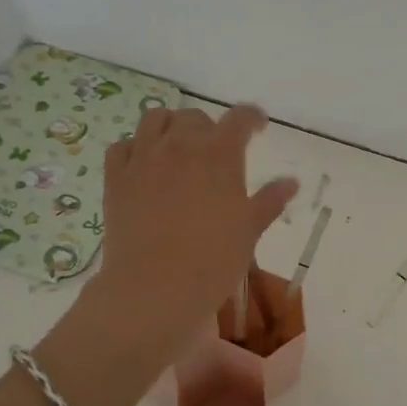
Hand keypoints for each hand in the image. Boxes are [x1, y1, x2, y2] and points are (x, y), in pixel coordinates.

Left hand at [94, 105, 296, 346]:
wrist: (155, 288)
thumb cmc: (213, 261)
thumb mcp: (249, 230)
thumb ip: (269, 201)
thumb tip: (291, 182)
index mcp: (219, 154)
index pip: (240, 118)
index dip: (252, 118)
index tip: (258, 128)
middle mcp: (180, 145)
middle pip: (195, 117)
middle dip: (210, 127)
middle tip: (216, 150)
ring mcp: (143, 158)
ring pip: (155, 119)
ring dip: (171, 127)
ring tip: (178, 147)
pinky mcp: (115, 177)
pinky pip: (123, 146)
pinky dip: (135, 147)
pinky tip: (144, 165)